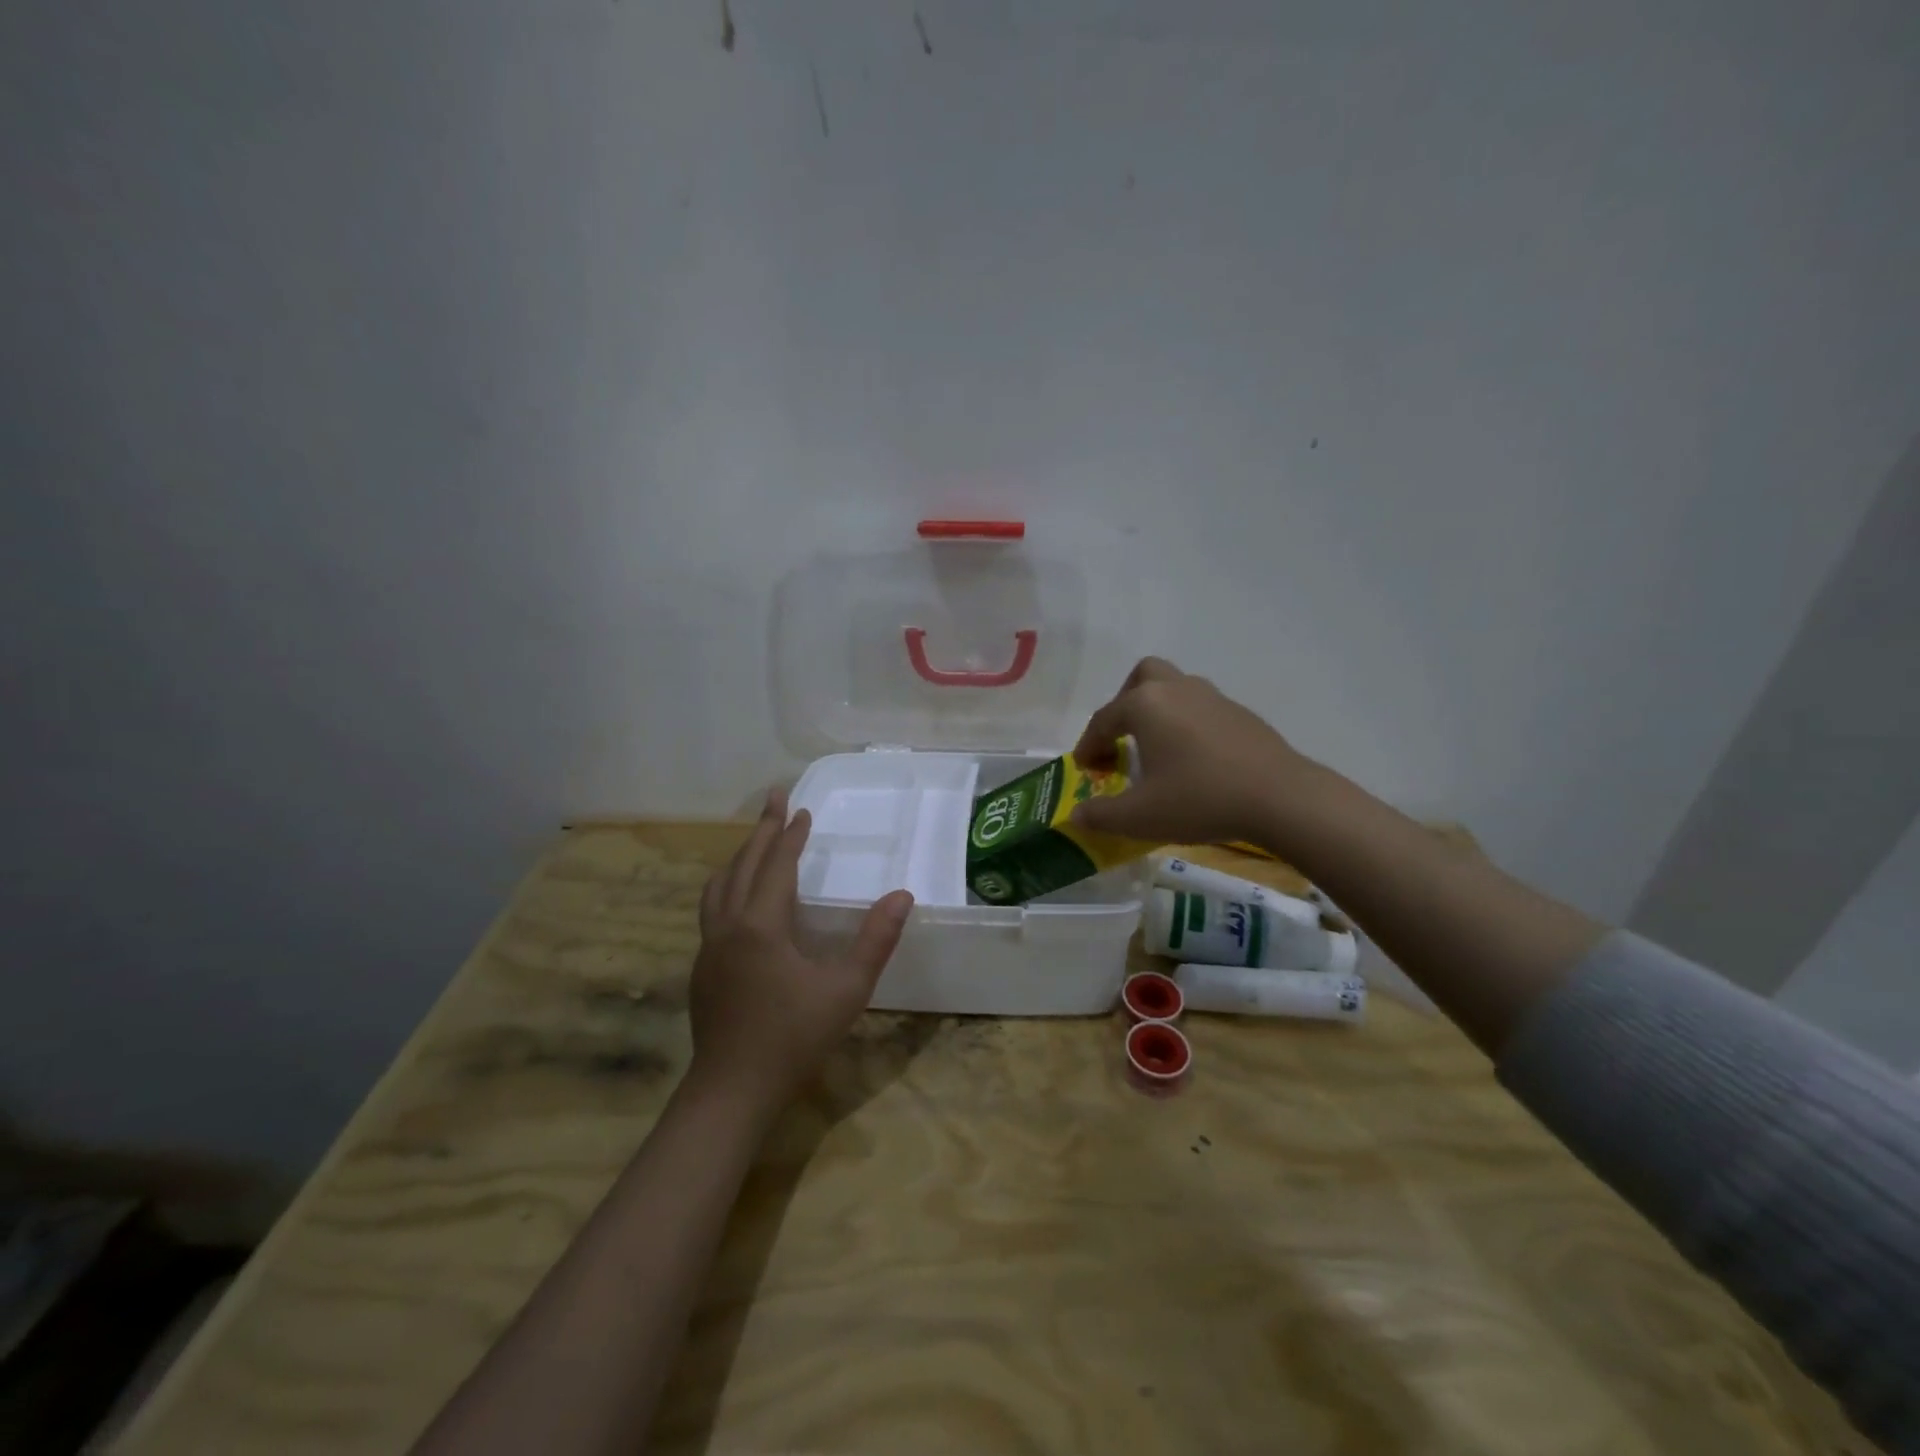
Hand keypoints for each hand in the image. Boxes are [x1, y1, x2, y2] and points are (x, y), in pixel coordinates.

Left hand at [690, 789, 913, 1109]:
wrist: (731, 1093)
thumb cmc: (793, 1039)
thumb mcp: (846, 990)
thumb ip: (876, 940)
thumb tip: (903, 895)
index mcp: (760, 925)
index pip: (776, 866)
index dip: (790, 836)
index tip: (802, 809)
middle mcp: (728, 927)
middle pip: (743, 866)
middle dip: (762, 831)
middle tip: (774, 800)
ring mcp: (708, 949)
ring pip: (719, 887)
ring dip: (739, 858)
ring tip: (756, 843)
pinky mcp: (702, 970)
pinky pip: (712, 910)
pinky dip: (728, 886)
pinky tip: (741, 900)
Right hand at [1070, 657, 1311, 844]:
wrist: (1280, 798)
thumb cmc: (1199, 799)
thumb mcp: (1139, 816)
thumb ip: (1100, 815)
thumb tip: (1075, 816)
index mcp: (1145, 704)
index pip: (1103, 719)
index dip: (1088, 745)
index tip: (1084, 769)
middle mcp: (1176, 689)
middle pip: (1142, 677)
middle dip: (1124, 702)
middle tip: (1121, 738)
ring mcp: (1212, 697)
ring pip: (1175, 688)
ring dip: (1158, 711)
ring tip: (1156, 750)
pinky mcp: (1240, 713)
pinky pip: (1201, 708)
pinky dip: (1186, 724)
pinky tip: (1194, 760)